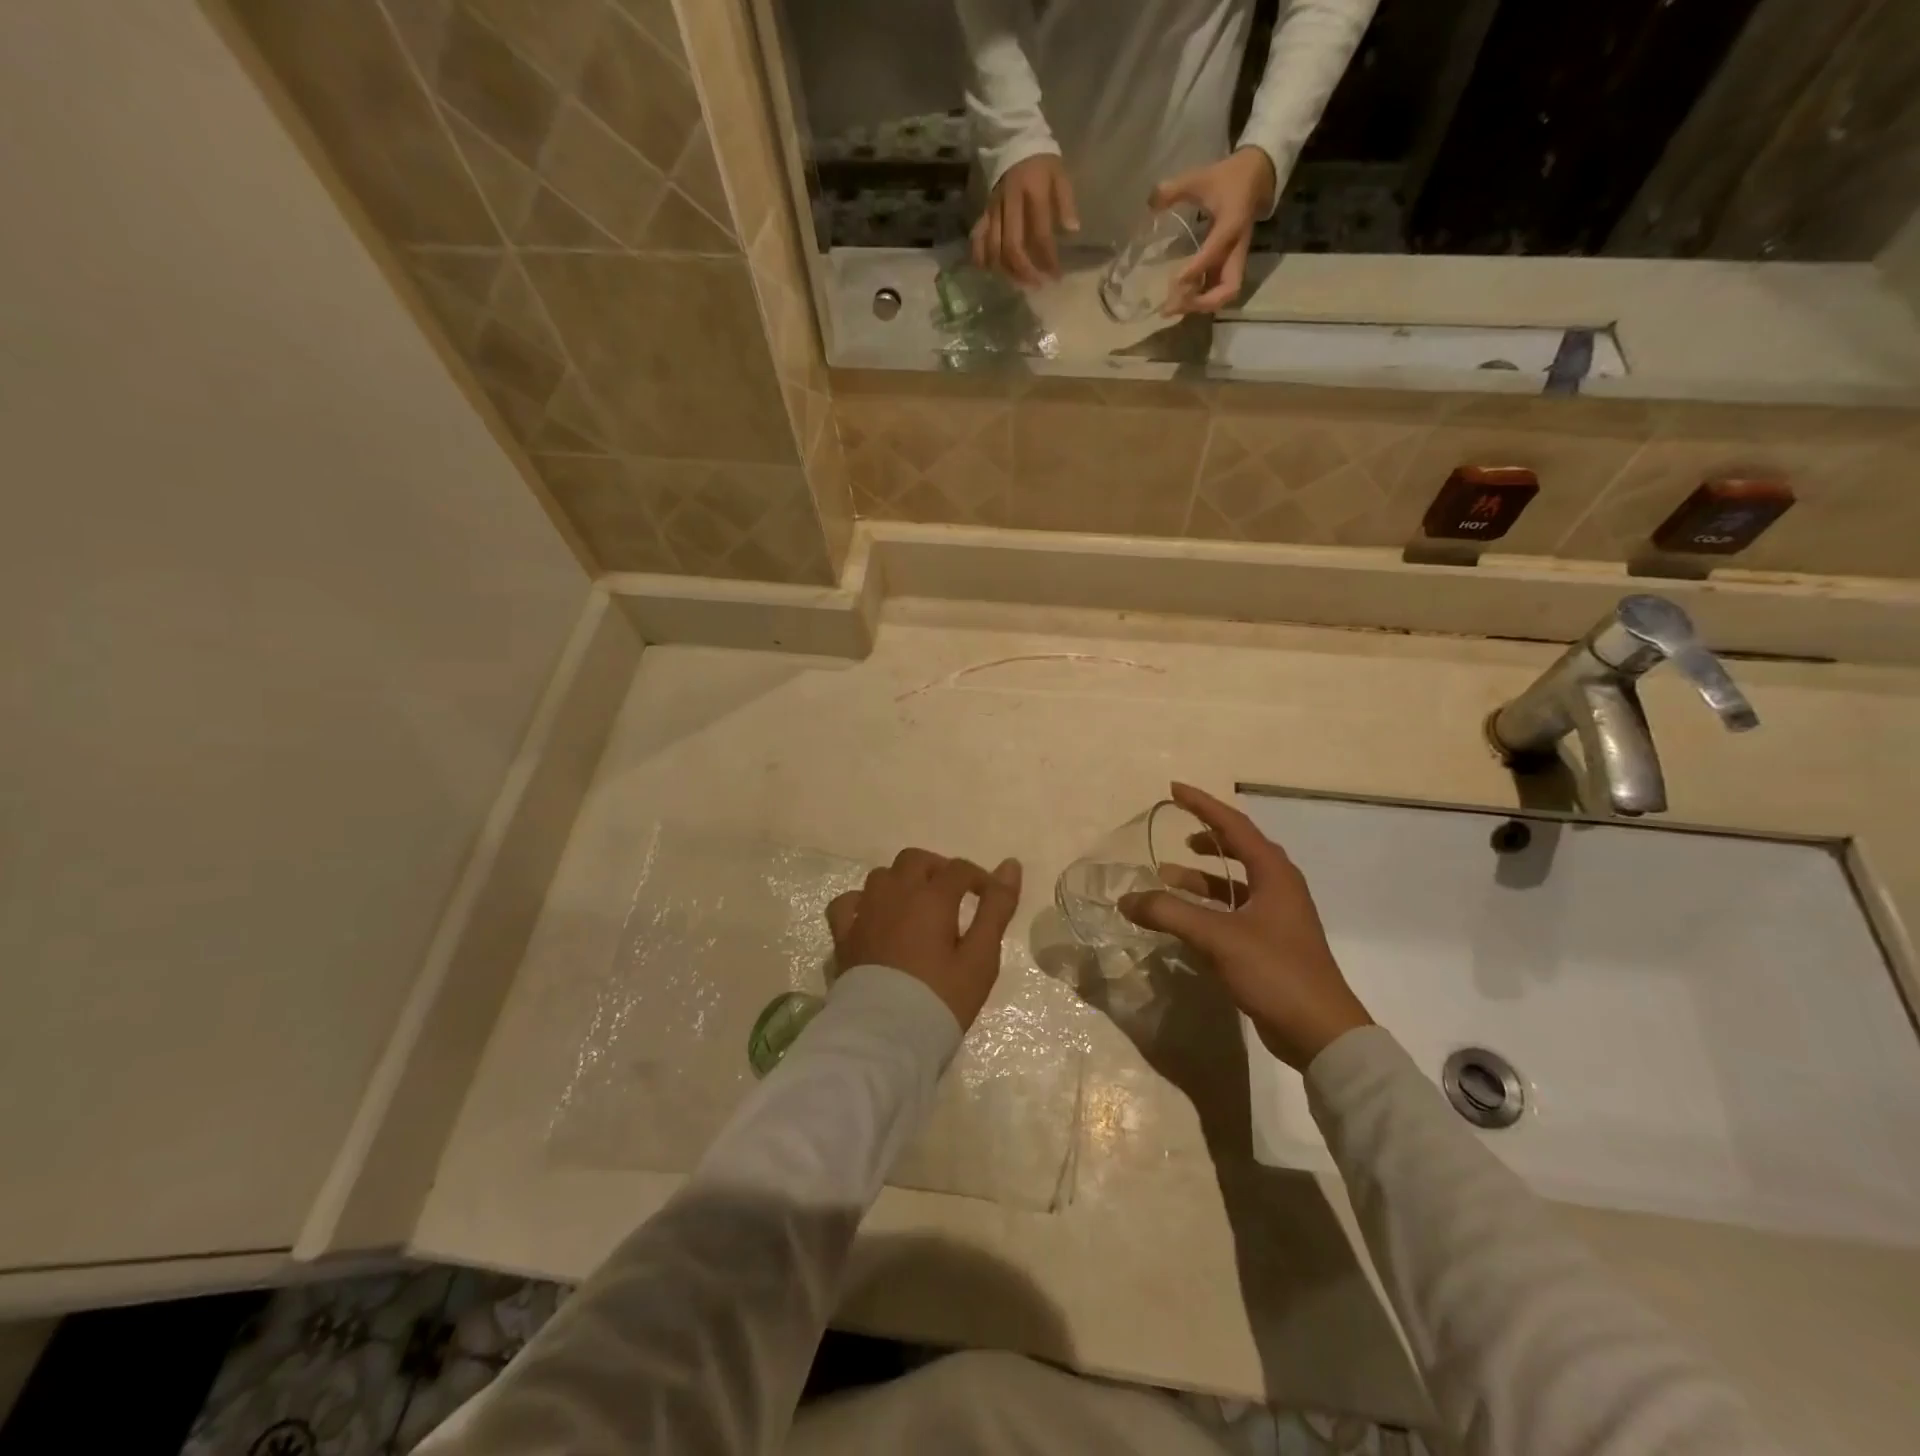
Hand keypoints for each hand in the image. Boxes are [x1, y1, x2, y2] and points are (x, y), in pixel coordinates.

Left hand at [826, 849, 1022, 1030]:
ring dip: (902, 882)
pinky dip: (863, 902)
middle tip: (953, 897)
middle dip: (938, 870)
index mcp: (931, 897)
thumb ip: (996, 909)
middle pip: (915, 860)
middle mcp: (895, 893)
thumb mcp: (981, 957)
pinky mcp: (843, 936)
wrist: (885, 1037)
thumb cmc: (941, 998)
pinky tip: (873, 917)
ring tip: (917, 907)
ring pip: (882, 876)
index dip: (979, 878)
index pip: (958, 869)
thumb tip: (1010, 865)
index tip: (990, 898)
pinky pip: (848, 903)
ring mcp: (864, 912)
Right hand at [971, 153, 1078, 285]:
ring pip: (994, 247)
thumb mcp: (1060, 175)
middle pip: (1012, 246)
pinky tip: (987, 270)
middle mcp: (1010, 203)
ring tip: (1018, 282)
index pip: (1040, 234)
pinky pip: (978, 237)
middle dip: (1024, 270)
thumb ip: (1066, 203)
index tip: (1056, 276)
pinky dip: (980, 256)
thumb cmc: (1042, 162)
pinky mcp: (985, 211)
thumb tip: (1072, 231)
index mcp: (1033, 193)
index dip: (1048, 259)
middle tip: (1035, 285)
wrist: (1014, 139)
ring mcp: (994, 208)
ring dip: (1005, 269)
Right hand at [1119, 783, 1371, 1070]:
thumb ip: (1169, 914)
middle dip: (1206, 836)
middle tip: (1176, 831)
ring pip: (1234, 883)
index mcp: (1274, 874)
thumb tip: (1127, 899)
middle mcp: (1279, 888)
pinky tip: (1184, 919)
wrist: (1320, 1032)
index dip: (1202, 805)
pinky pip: (1233, 910)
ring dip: (1201, 877)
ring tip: (1166, 876)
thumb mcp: (1217, 938)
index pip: (1234, 825)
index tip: (1173, 790)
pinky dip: (1207, 906)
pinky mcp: (1271, 943)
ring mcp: (1277, 917)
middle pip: (1239, 848)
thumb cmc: (1274, 971)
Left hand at [1148, 147, 1276, 314]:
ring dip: (1201, 305)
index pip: (1215, 252)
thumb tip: (1150, 202)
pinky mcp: (1230, 264)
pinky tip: (1179, 300)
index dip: (1195, 269)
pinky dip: (1201, 299)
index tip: (1173, 282)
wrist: (1256, 176)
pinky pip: (1218, 289)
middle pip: (1228, 288)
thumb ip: (1175, 189)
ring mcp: (1235, 259)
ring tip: (1173, 308)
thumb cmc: (1227, 178)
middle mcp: (1237, 248)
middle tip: (1174, 306)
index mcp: (1232, 224)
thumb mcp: (1201, 177)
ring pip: (1225, 294)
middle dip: (1202, 302)